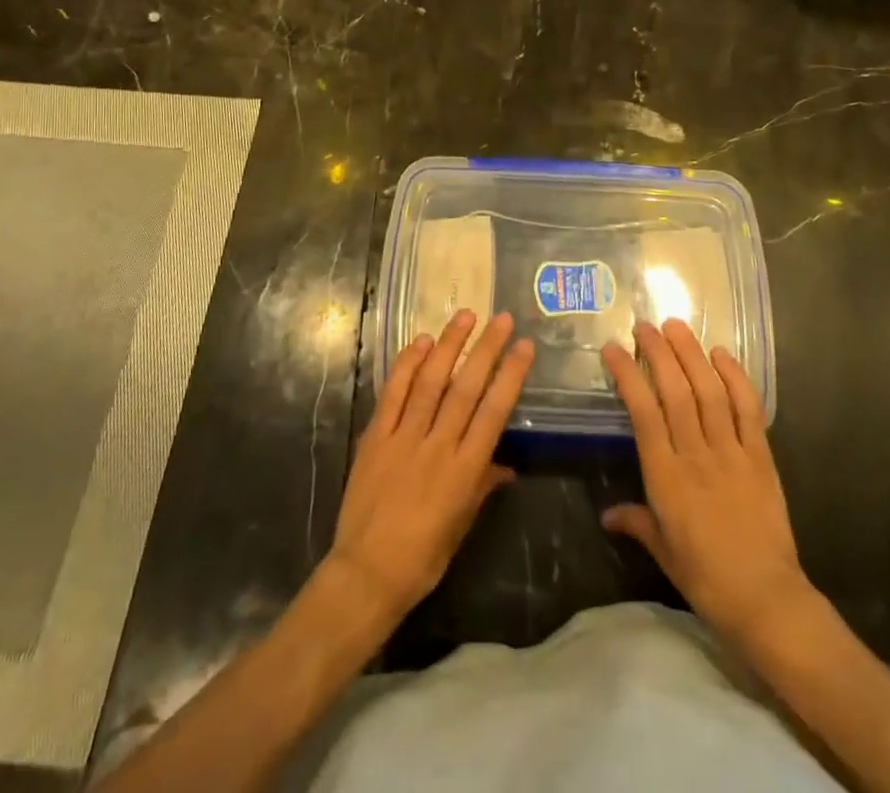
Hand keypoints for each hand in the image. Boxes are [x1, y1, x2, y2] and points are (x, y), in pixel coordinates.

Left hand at [326, 311, 534, 630]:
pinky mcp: (376, 437)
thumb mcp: (462, 525)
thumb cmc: (422, 558)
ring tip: (464, 315)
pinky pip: (393, 393)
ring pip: (430, 381)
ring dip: (448, 345)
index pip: (493, 412)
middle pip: (465, 388)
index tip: (523, 346)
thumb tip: (507, 465)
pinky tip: (420, 341)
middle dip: (485, 349)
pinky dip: (407, 365)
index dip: (510, 375)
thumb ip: (483, 486)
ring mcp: (404, 438)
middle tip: (501, 318)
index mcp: (464, 470)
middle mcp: (437, 446)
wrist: (365, 574)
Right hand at [601, 320, 812, 649]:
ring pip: (709, 392)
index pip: (642, 412)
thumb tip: (607, 515)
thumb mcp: (662, 550)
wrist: (766, 599)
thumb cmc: (705, 577)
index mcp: (665, 476)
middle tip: (645, 325)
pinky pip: (748, 410)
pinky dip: (736, 378)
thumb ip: (636, 522)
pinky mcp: (761, 456)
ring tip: (677, 326)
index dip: (627, 375)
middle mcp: (696, 454)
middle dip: (659, 352)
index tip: (613, 348)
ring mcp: (731, 452)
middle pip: (675, 391)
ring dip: (692, 355)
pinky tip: (723, 354)